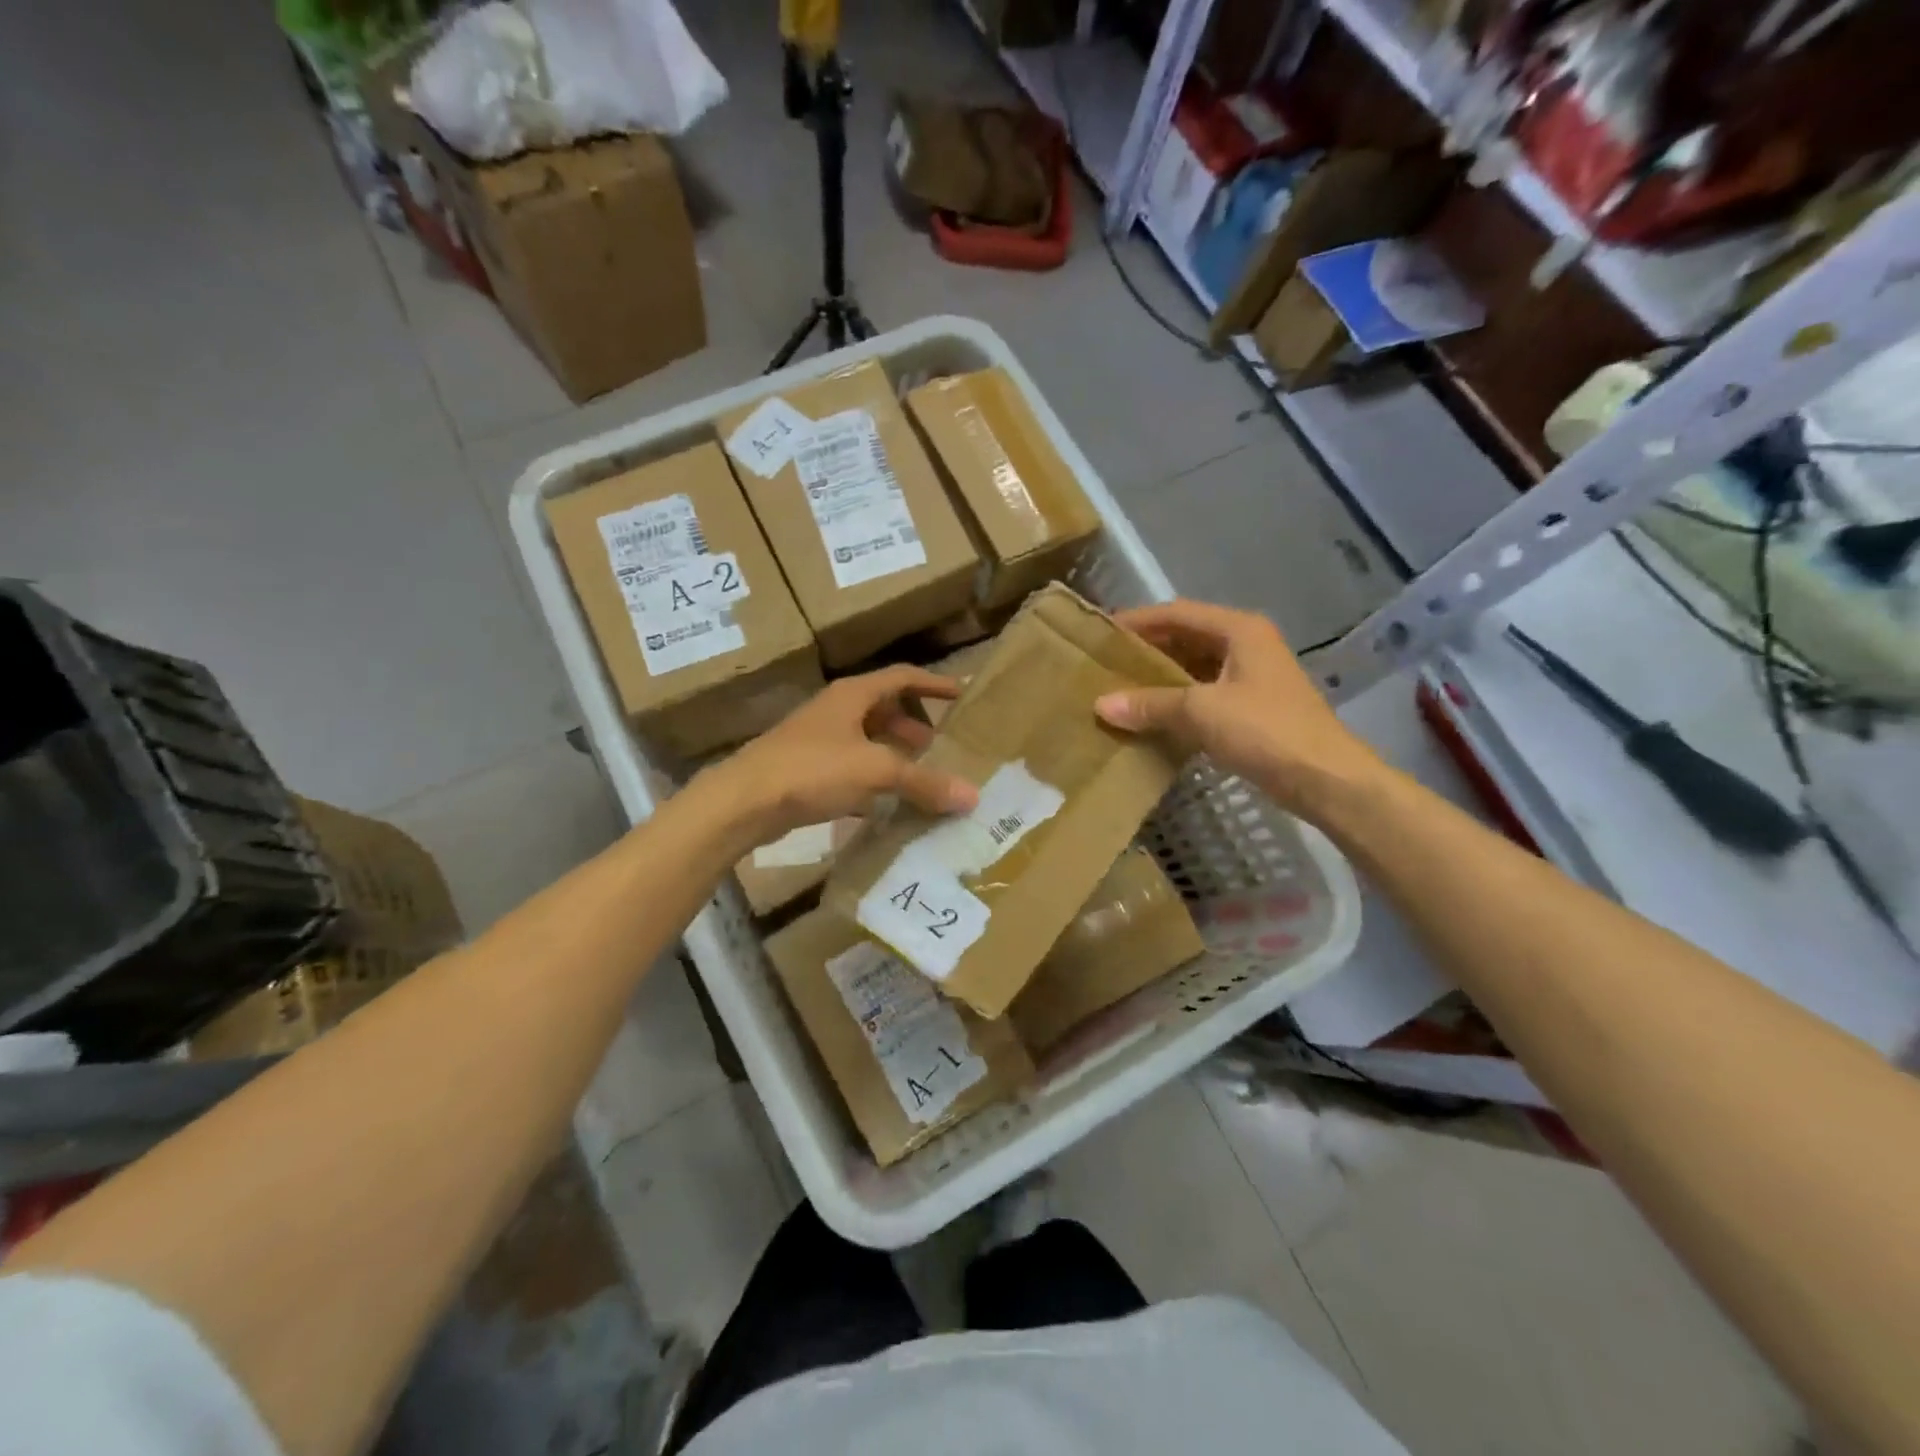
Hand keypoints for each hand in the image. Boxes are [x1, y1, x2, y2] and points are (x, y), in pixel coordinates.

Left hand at [710, 665, 979, 845]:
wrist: (744, 801)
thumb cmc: (813, 769)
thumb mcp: (876, 770)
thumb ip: (924, 781)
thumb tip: (972, 795)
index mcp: (853, 695)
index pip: (902, 676)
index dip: (934, 683)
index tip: (962, 694)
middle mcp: (836, 710)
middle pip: (884, 708)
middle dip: (915, 724)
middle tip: (942, 745)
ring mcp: (819, 739)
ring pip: (867, 738)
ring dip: (894, 752)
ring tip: (919, 774)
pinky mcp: (808, 769)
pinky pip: (852, 766)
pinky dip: (873, 777)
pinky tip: (887, 800)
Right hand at [1094, 599, 1382, 812]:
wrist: (1325, 778)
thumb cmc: (1265, 731)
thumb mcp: (1201, 711)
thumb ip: (1150, 704)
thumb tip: (1101, 704)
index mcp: (1239, 630)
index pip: (1177, 613)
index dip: (1138, 621)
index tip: (1102, 633)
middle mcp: (1247, 645)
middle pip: (1186, 637)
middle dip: (1147, 649)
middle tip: (1105, 663)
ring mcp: (1252, 677)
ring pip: (1195, 668)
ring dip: (1161, 677)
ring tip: (1121, 689)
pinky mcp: (1253, 708)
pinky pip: (1204, 695)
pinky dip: (1177, 702)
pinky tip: (1151, 717)